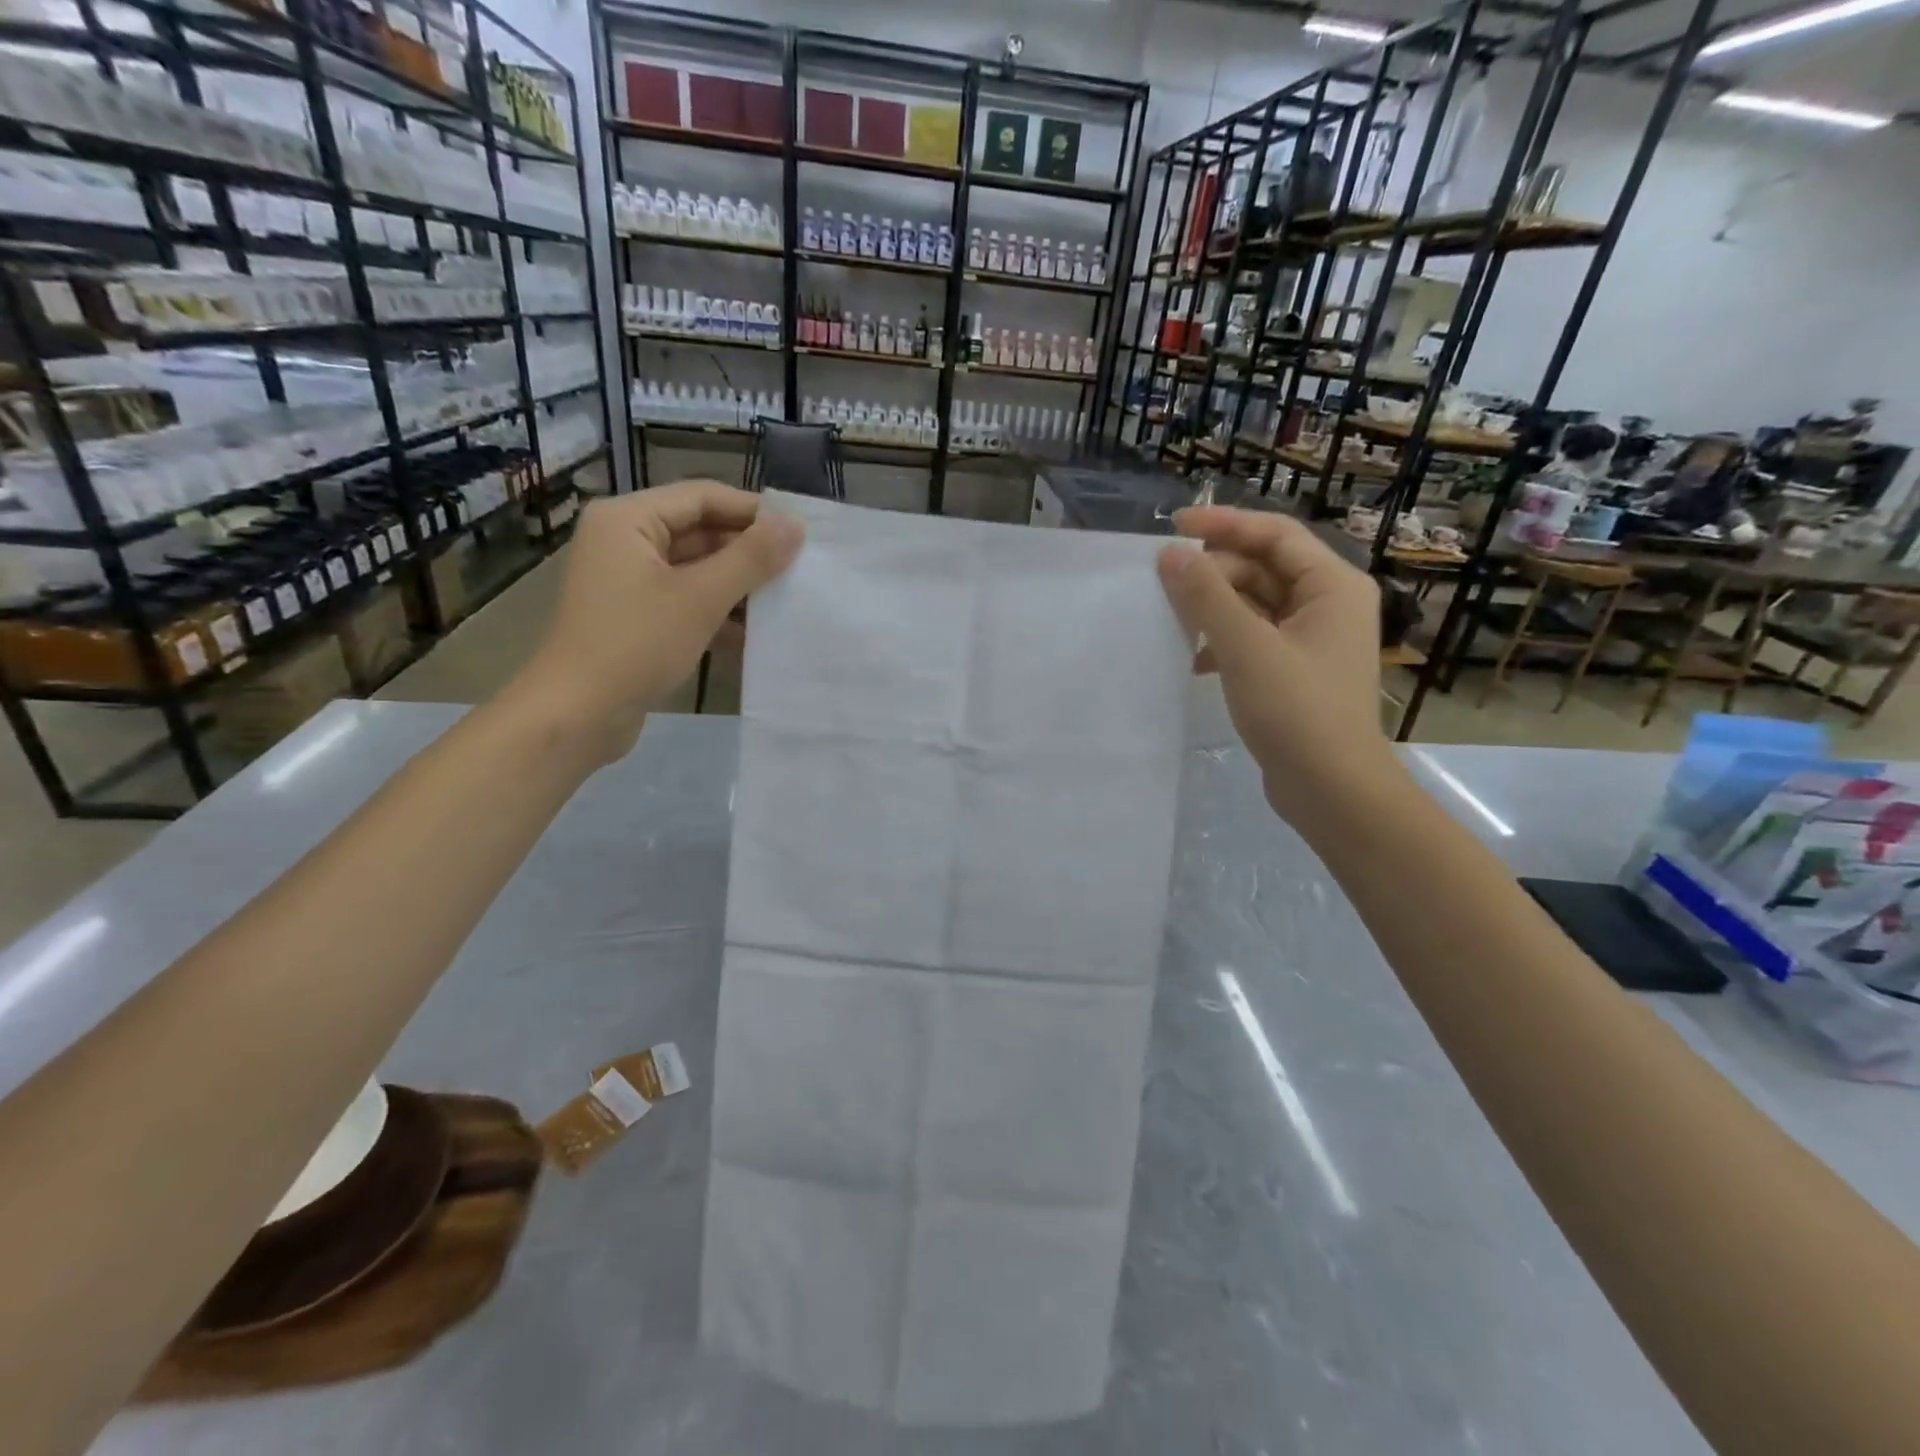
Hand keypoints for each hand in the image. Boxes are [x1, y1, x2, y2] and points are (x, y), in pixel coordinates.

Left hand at [508, 481, 801, 761]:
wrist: (575, 716)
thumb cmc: (635, 645)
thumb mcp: (700, 598)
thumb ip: (751, 559)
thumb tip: (795, 525)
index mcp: (628, 519)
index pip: (703, 497)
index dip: (753, 512)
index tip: (801, 533)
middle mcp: (625, 540)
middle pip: (701, 532)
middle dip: (749, 553)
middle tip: (801, 569)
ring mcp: (630, 581)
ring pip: (697, 569)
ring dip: (739, 586)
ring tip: (787, 601)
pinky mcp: (638, 616)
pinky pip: (687, 600)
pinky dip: (718, 612)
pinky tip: (756, 633)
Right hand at [1157, 506, 1390, 821]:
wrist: (1333, 789)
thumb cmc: (1297, 711)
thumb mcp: (1247, 648)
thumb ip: (1207, 597)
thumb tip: (1171, 555)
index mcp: (1332, 585)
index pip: (1275, 534)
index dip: (1224, 525)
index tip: (1173, 528)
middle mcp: (1327, 604)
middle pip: (1263, 568)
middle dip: (1214, 573)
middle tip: (1164, 584)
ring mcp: (1312, 640)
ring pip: (1254, 604)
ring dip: (1214, 608)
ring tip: (1171, 619)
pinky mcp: (1294, 671)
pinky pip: (1253, 637)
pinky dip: (1222, 641)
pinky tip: (1192, 660)